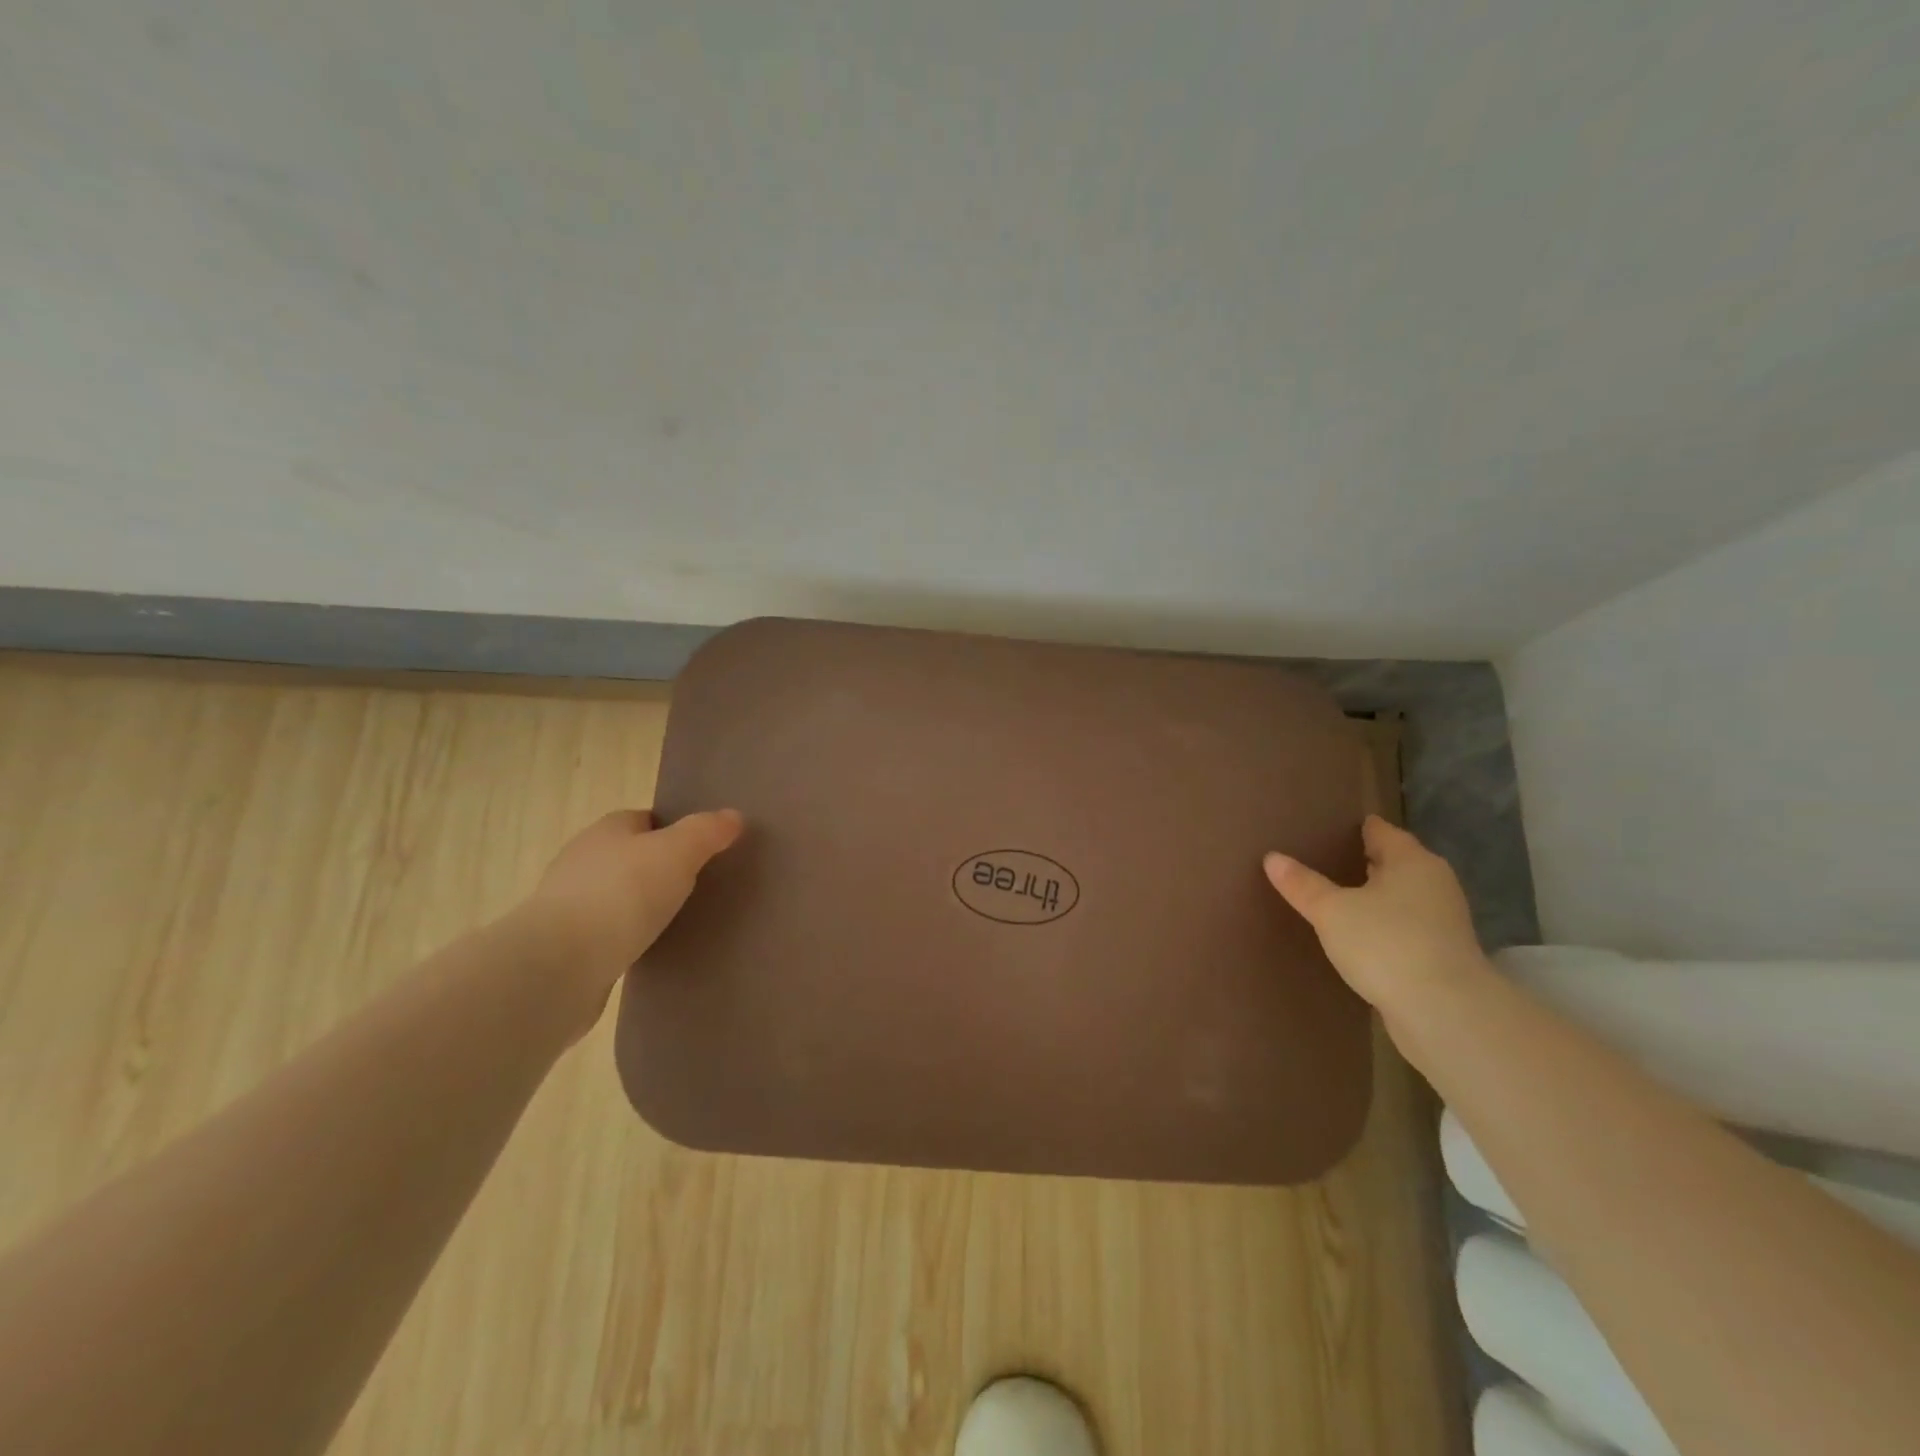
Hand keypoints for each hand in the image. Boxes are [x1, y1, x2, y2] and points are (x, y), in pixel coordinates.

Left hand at [516, 808, 743, 1017]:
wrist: (560, 964)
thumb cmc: (623, 894)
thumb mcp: (679, 852)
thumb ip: (707, 831)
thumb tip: (732, 816)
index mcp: (608, 829)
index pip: (645, 819)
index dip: (675, 830)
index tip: (703, 850)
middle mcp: (583, 859)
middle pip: (631, 856)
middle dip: (660, 868)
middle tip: (699, 885)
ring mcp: (569, 903)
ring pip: (618, 895)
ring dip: (641, 905)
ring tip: (679, 920)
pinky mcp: (566, 944)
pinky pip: (607, 932)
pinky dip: (627, 937)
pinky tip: (650, 949)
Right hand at [1263, 815, 1486, 1016]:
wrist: (1444, 1012)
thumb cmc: (1386, 944)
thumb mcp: (1331, 911)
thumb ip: (1302, 884)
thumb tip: (1272, 857)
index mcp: (1412, 861)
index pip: (1381, 831)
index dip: (1355, 827)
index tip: (1328, 827)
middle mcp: (1434, 883)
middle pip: (1394, 863)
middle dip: (1363, 861)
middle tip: (1322, 860)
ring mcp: (1443, 921)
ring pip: (1401, 897)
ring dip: (1374, 897)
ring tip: (1335, 898)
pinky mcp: (1442, 955)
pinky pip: (1405, 927)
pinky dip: (1383, 926)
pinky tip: (1359, 936)